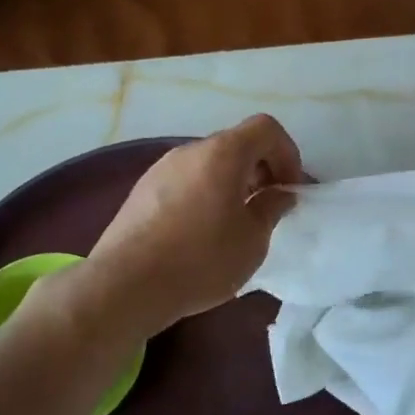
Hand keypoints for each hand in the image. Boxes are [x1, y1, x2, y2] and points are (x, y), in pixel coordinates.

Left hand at [82, 115, 303, 325]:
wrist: (124, 286)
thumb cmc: (201, 260)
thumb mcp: (252, 240)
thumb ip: (271, 208)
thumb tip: (279, 193)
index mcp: (223, 153)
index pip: (265, 128)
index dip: (287, 153)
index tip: (290, 189)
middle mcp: (190, 151)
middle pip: (235, 144)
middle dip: (260, 169)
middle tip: (268, 206)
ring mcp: (160, 169)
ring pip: (208, 164)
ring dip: (231, 183)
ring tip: (235, 223)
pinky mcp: (141, 192)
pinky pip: (185, 182)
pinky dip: (204, 194)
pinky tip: (201, 234)